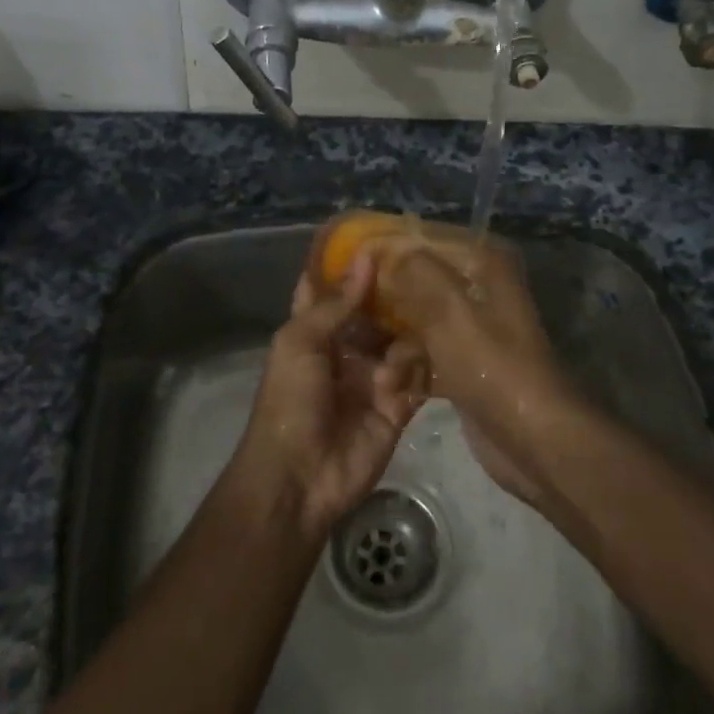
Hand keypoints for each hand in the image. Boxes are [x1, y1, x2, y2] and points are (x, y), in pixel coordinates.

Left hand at [231, 255, 424, 539]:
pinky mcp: (399, 405)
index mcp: (317, 332)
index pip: (334, 290)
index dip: (350, 266)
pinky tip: (397, 384)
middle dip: (395, 299)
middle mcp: (348, 349)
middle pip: (380, 313)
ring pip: (405, 341)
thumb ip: (337, 303)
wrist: (300, 476)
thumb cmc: (290, 401)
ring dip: (402, 345)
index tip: (379, 237)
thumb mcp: (300, 342)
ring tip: (390, 364)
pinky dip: (414, 374)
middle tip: (423, 277)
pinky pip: (419, 376)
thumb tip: (367, 257)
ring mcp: (375, 377)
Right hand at [368, 237, 584, 506]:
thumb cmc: (491, 365)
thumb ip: (414, 270)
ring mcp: (472, 330)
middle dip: (386, 305)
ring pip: (417, 323)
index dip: (389, 248)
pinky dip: (408, 370)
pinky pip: (424, 355)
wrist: (531, 438)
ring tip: (383, 374)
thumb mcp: (450, 309)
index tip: (351, 263)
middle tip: (353, 321)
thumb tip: (383, 250)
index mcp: (485, 264)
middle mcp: (480, 290)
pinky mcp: (464, 365)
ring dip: (395, 347)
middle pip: (418, 283)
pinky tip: (393, 387)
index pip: (427, 240)